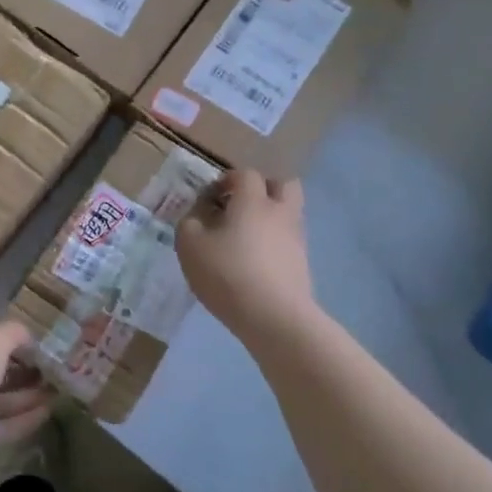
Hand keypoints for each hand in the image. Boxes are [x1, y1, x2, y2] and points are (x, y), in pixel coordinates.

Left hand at [0, 320, 52, 487]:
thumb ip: (12, 333)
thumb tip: (29, 337)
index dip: (17, 343)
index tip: (46, 348)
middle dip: (25, 371)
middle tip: (57, 372)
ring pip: (1, 400)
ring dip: (29, 396)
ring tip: (59, 392)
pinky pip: (2, 426)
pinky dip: (24, 419)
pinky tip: (48, 413)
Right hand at [176, 169, 315, 341]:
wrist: (274, 316)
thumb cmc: (227, 274)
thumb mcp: (190, 246)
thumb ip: (189, 224)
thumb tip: (197, 216)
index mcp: (253, 200)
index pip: (245, 174)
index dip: (226, 181)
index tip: (210, 199)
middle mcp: (280, 212)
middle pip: (282, 185)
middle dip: (262, 189)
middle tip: (238, 208)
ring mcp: (296, 237)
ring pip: (288, 213)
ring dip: (269, 217)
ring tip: (243, 239)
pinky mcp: (302, 263)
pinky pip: (288, 240)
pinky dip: (274, 243)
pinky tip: (254, 263)